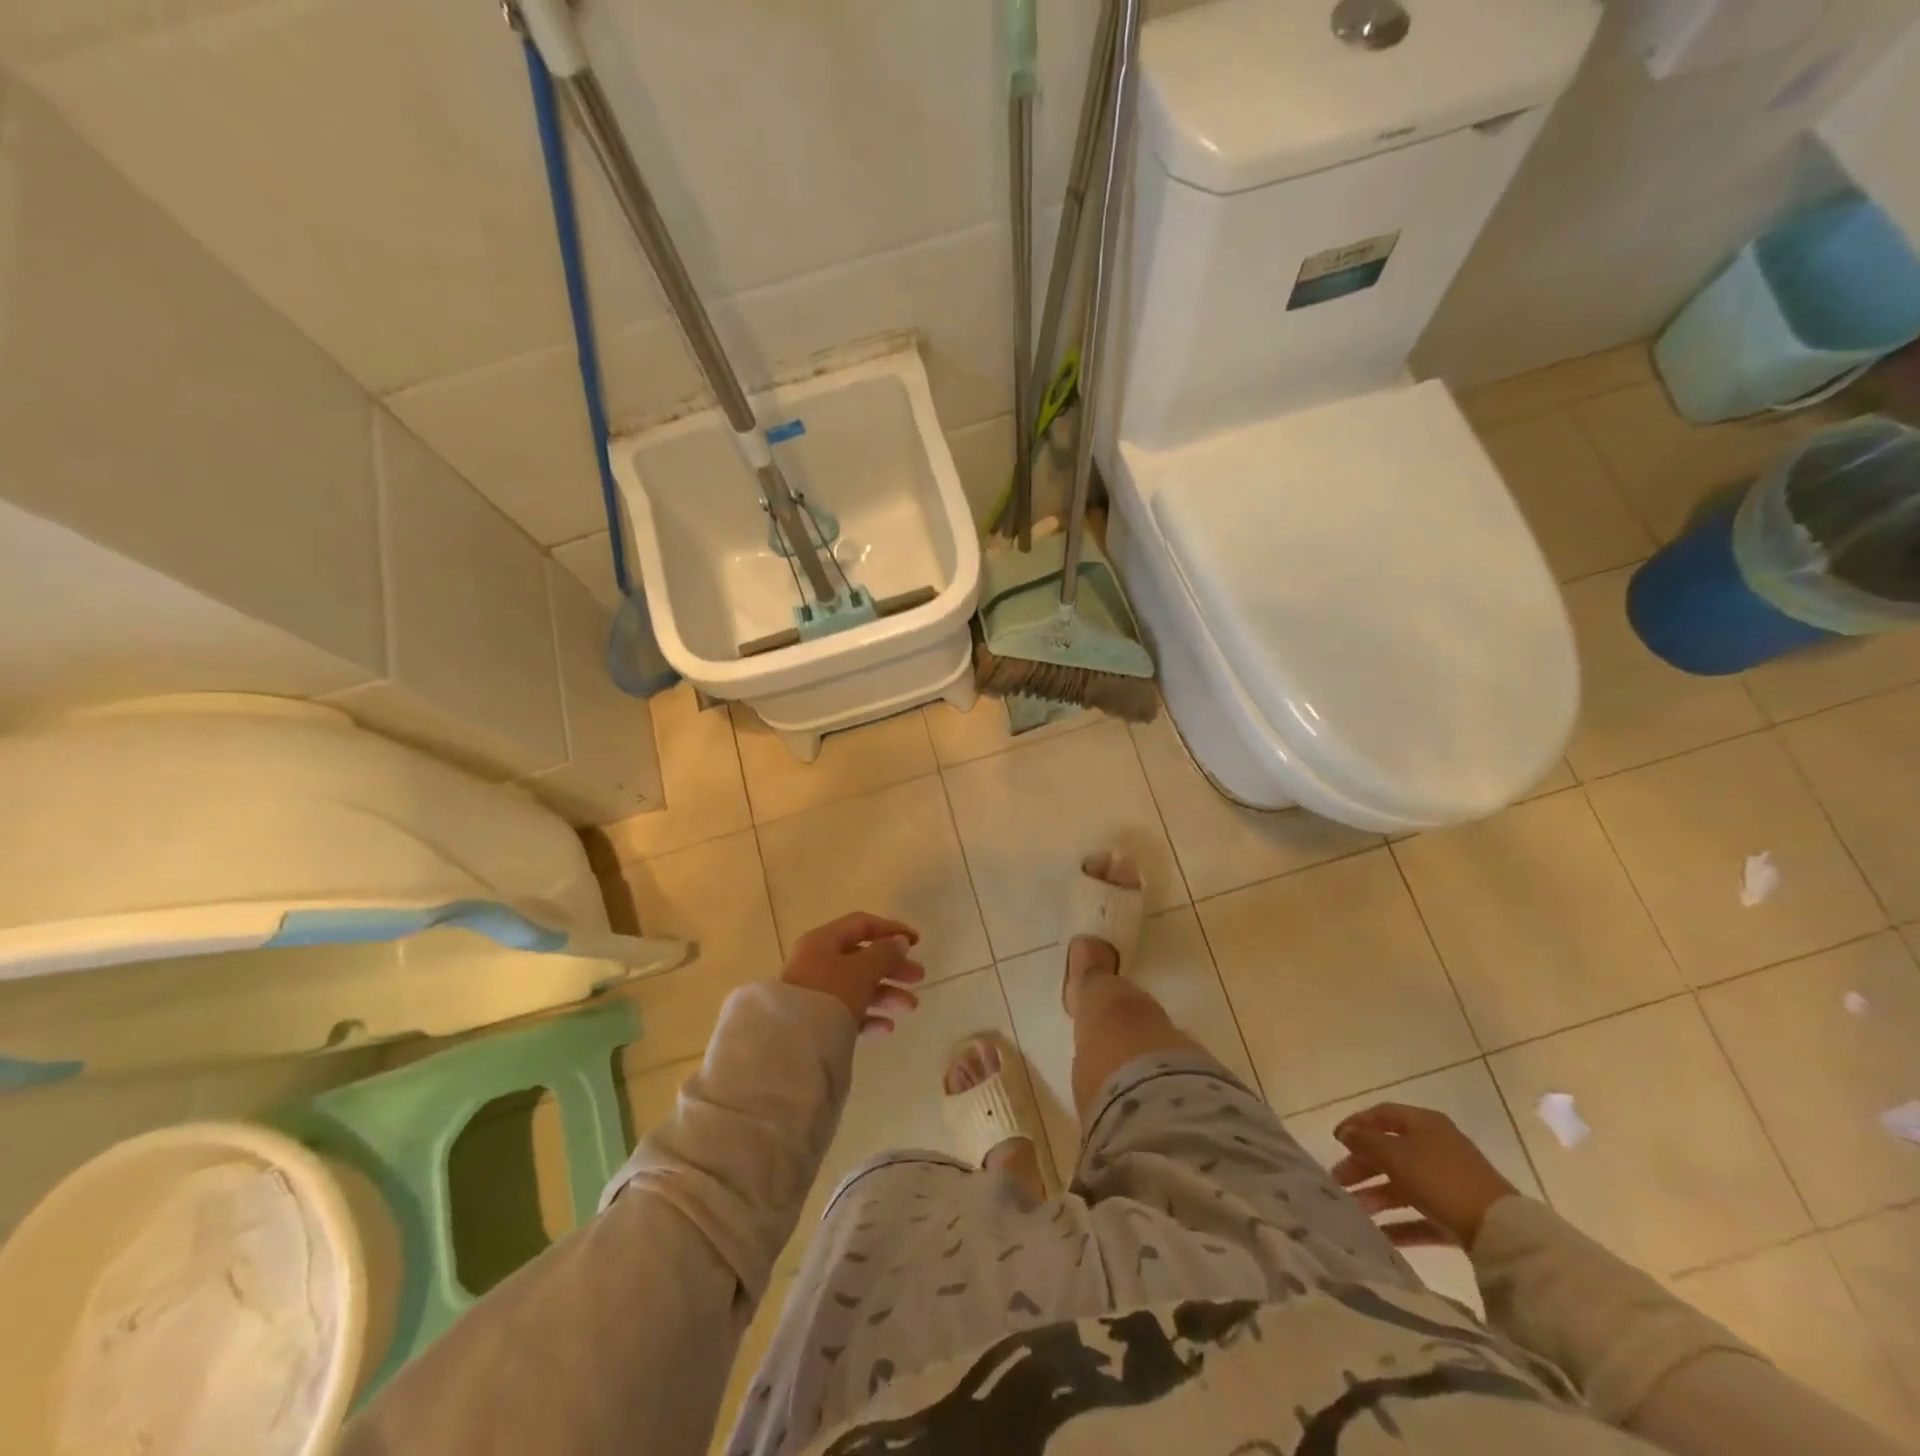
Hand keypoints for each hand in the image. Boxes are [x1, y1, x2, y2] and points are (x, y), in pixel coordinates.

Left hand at [781, 912, 925, 1034]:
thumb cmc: (830, 995)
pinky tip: (887, 1027)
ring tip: (911, 1007)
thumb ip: (885, 953)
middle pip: (862, 957)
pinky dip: (869, 1015)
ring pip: (857, 985)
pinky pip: (847, 1012)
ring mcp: (814, 992)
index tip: (917, 943)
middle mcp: (816, 961)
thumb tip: (899, 942)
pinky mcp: (814, 1020)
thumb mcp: (862, 970)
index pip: (862, 925)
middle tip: (919, 978)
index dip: (891, 930)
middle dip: (893, 967)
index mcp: (823, 941)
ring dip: (887, 993)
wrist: (791, 1045)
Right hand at [1332, 1102, 1519, 1249]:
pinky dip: (1400, 1223)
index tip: (1335, 1139)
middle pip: (1390, 1151)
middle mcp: (1437, 1147)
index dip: (1357, 1124)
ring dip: (1377, 1195)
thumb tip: (1346, 1132)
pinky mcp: (1458, 1214)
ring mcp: (1449, 1182)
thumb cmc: (1440, 1179)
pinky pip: (1421, 1214)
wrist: (1500, 1231)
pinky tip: (1380, 1236)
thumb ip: (1366, 1142)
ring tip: (1353, 1210)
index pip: (1383, 1114)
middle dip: (1362, 1166)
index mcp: (1424, 1124)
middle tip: (1338, 1180)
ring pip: (1403, 1184)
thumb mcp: (1395, 1155)